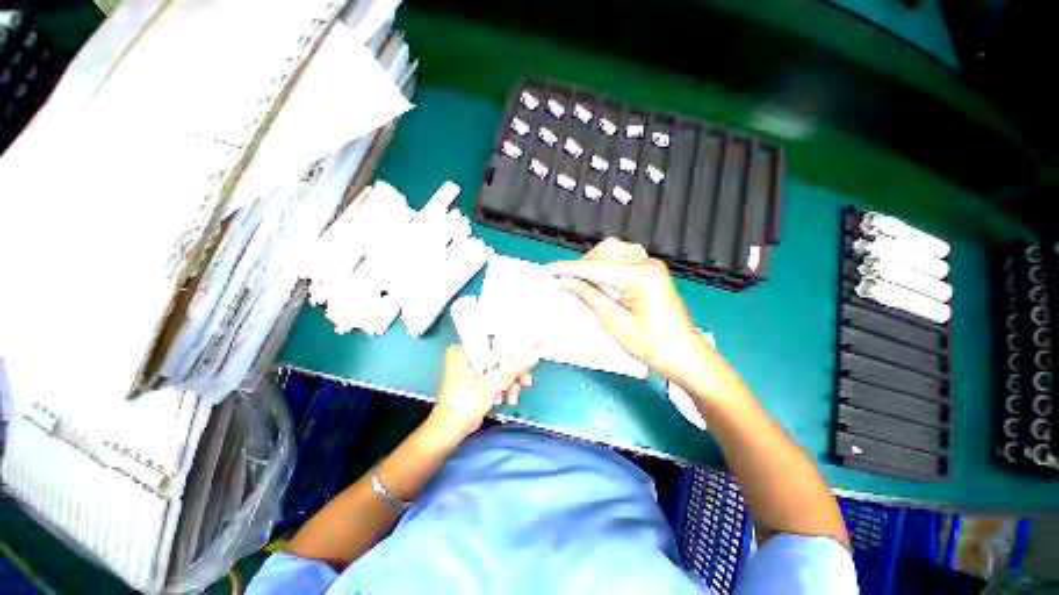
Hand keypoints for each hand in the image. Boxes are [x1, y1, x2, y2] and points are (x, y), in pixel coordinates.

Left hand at [427, 344, 536, 441]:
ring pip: (498, 370)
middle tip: (523, 381)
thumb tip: (530, 358)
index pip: (492, 343)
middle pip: (498, 358)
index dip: (510, 351)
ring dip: (509, 384)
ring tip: (511, 397)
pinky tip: (505, 399)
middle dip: (512, 373)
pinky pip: (494, 380)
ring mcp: (471, 371)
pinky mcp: (475, 383)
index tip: (524, 360)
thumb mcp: (491, 384)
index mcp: (463, 351)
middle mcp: (466, 357)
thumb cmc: (464, 405)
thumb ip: (512, 369)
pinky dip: (502, 389)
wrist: (449, 432)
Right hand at [548, 238, 711, 385]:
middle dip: (580, 265)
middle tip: (562, 279)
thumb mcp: (615, 322)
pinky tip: (599, 275)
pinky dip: (607, 263)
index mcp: (640, 275)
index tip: (549, 269)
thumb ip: (590, 296)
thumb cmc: (652, 344)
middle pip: (605, 254)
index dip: (570, 269)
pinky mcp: (652, 272)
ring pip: (614, 251)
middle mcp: (647, 263)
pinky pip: (624, 257)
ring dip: (593, 261)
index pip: (596, 267)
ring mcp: (651, 265)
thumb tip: (566, 282)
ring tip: (578, 277)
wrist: (685, 355)